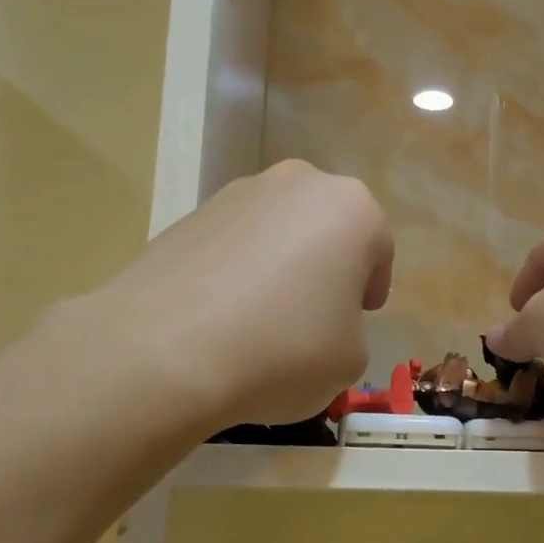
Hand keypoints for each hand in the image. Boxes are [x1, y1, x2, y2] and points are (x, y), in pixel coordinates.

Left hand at [78, 161, 392, 428]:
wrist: (165, 351)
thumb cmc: (284, 350)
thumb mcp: (352, 359)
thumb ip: (351, 329)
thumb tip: (321, 321)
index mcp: (351, 209)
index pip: (379, 250)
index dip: (370, 291)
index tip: (356, 321)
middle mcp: (299, 183)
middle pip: (326, 230)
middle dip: (326, 268)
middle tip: (313, 316)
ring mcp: (237, 193)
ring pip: (278, 232)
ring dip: (280, 266)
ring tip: (261, 320)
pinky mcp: (188, 214)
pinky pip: (232, 244)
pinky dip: (236, 272)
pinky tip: (222, 316)